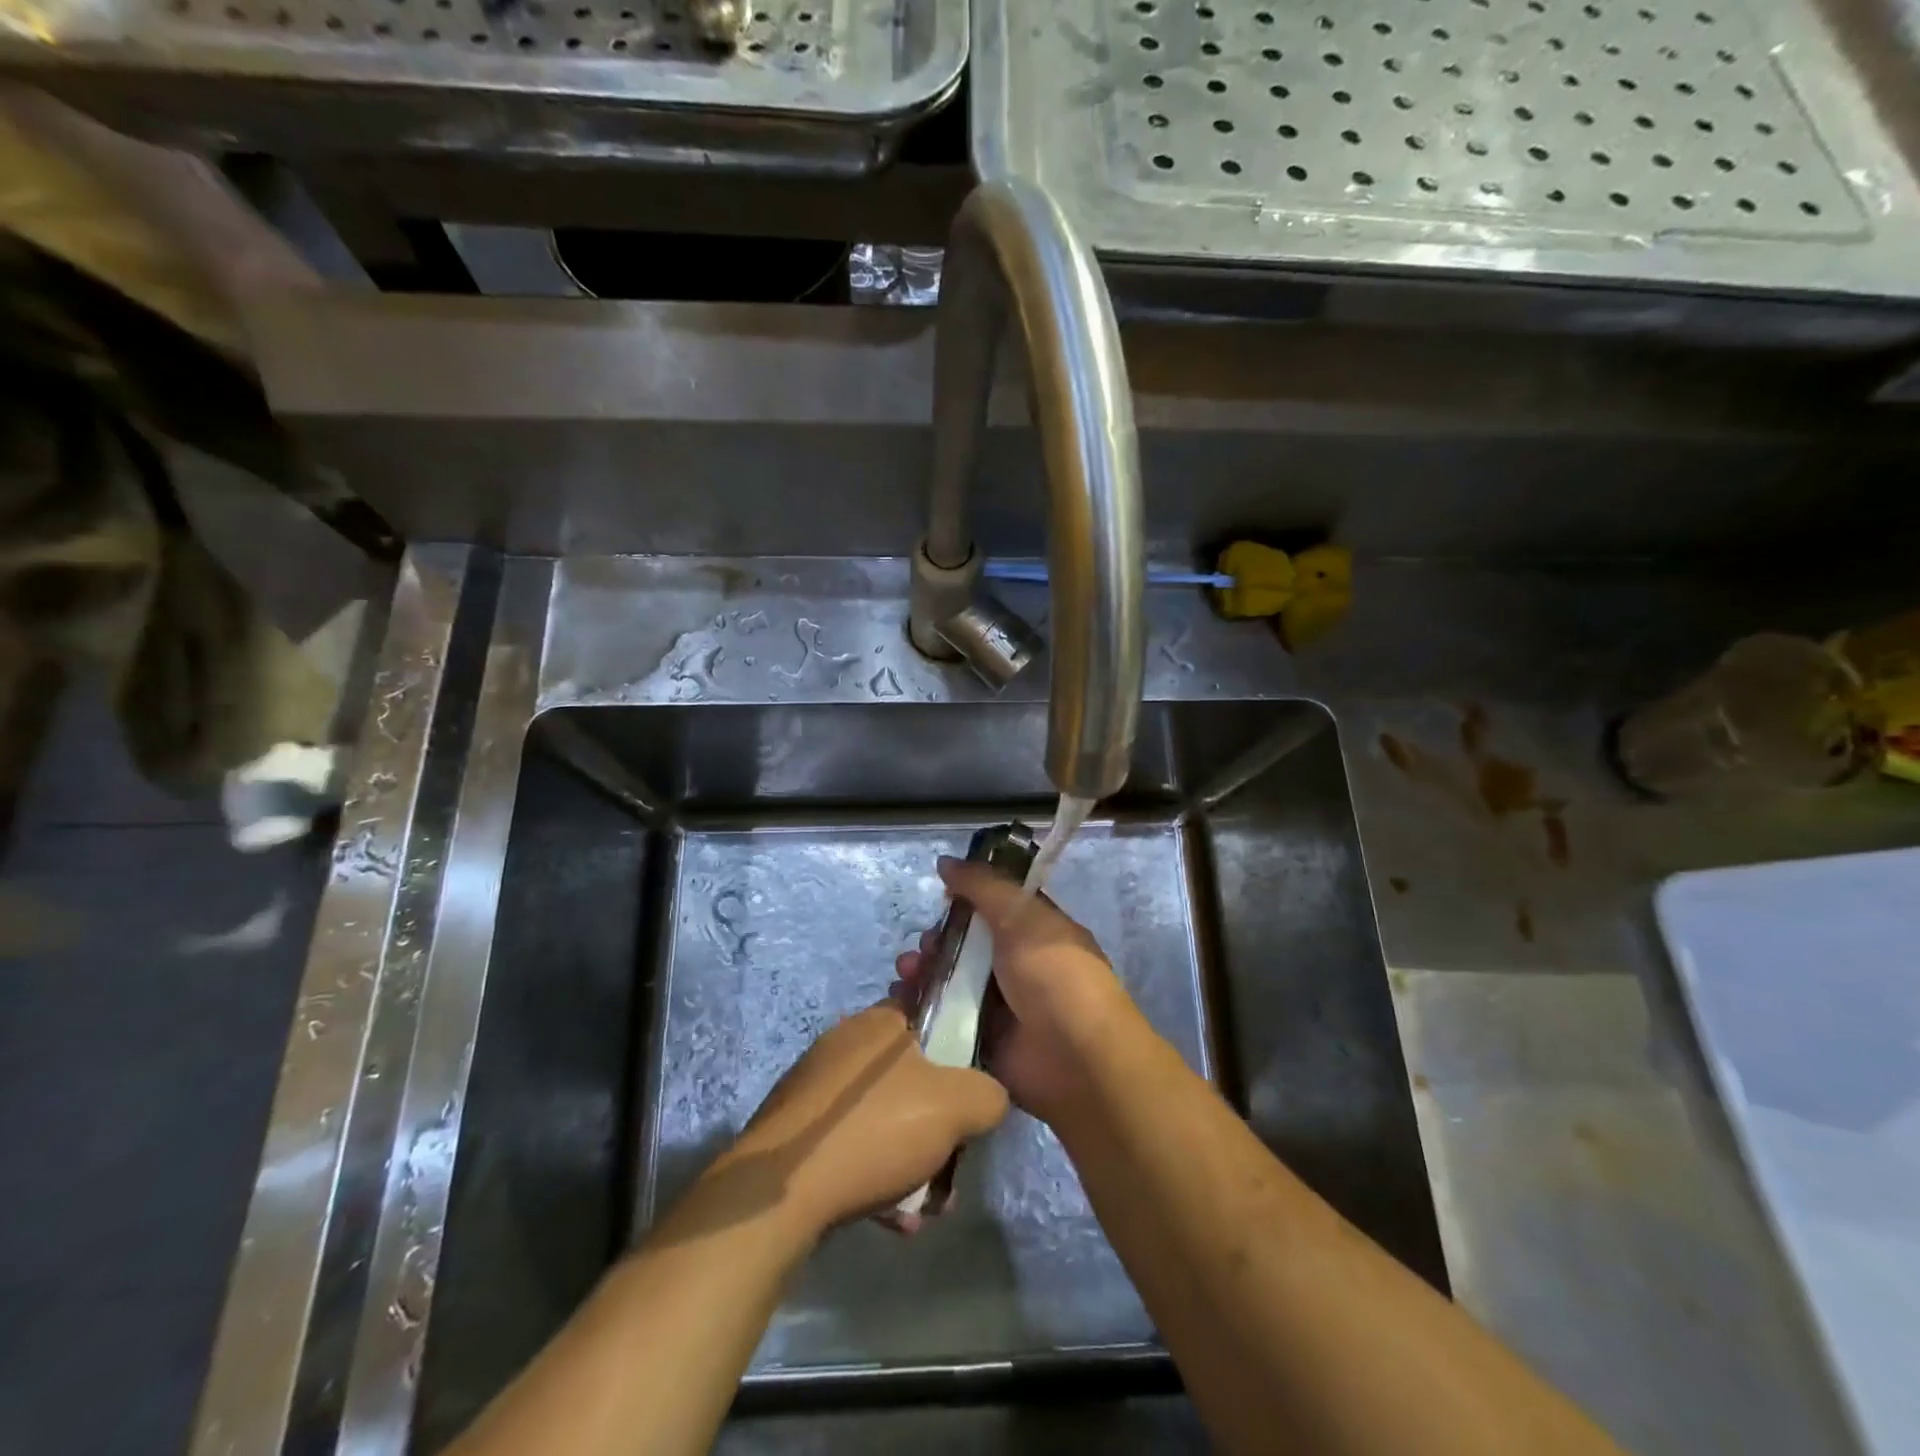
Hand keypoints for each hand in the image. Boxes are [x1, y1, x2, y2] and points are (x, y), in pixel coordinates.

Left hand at [716, 1004, 1007, 1238]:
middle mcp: (846, 1045)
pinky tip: (890, 1216)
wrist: (778, 1192)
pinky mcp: (796, 1131)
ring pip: (884, 1117)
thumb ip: (989, 1094)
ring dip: (911, 1159)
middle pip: (912, 1078)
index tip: (970, 1100)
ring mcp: (816, 1088)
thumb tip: (988, 1100)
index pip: (932, 1018)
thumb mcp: (957, 1105)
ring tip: (923, 1207)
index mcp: (880, 1023)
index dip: (960, 1056)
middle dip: (938, 1125)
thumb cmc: (875, 1130)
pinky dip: (876, 1175)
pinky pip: (853, 1145)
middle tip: (950, 1165)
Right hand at [892, 857, 1141, 1126]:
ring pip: (949, 982)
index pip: (994, 907)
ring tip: (906, 973)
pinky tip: (901, 1002)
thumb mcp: (1022, 916)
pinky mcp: (980, 1042)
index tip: (940, 895)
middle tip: (923, 946)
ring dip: (923, 972)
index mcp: (1035, 931)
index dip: (966, 898)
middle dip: (937, 941)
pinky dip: (919, 1009)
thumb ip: (983, 886)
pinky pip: (942, 1020)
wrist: (1077, 1060)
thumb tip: (945, 861)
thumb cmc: (1055, 975)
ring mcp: (998, 1007)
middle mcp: (1017, 966)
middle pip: (966, 945)